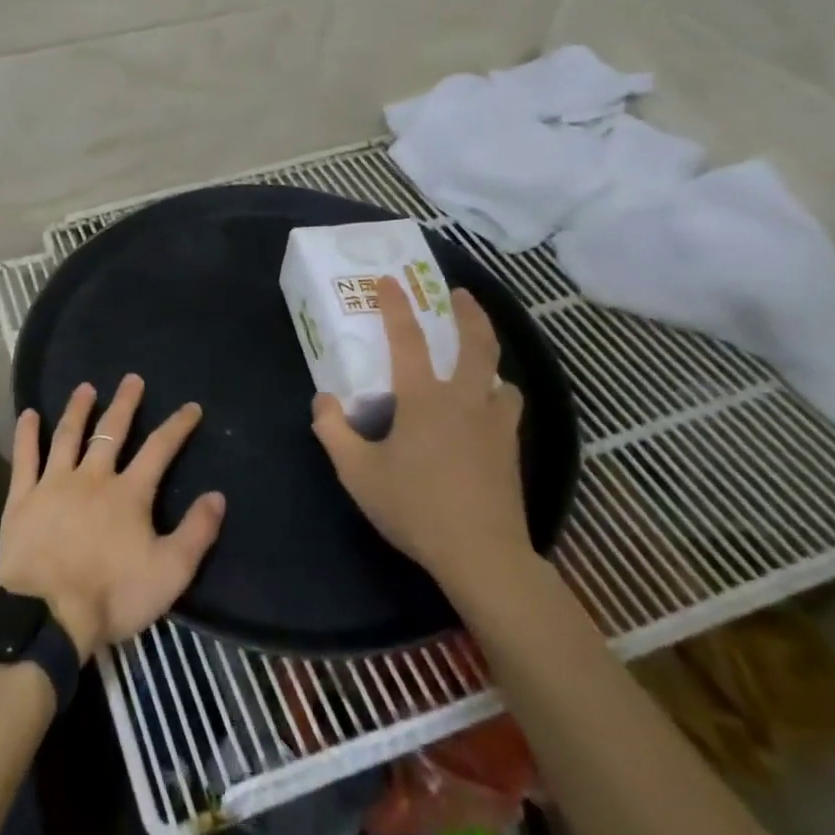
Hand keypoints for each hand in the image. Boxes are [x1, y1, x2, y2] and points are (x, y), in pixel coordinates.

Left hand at [0, 374, 226, 660]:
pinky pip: (25, 458)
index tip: (190, 407)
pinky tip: (28, 414)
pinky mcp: (22, 498)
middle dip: (125, 404)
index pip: (159, 449)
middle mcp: (92, 477)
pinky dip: (26, 434)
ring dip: (78, 409)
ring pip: (67, 436)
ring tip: (85, 388)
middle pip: (111, 432)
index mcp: (129, 493)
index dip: (177, 426)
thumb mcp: (170, 572)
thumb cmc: (113, 594)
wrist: (48, 615)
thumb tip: (217, 496)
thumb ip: (196, 533)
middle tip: (131, 379)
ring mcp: (54, 483)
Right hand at [310, 278, 530, 590]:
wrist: (481, 554)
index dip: (396, 306)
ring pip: (501, 377)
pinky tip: (485, 412)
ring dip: (489, 359)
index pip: (408, 339)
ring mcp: (495, 425)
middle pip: (477, 343)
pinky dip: (497, 396)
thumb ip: (332, 431)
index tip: (389, 280)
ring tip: (477, 361)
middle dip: (469, 313)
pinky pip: (506, 408)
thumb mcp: (356, 471)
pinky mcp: (510, 450)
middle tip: (460, 294)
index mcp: (424, 398)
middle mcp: (465, 400)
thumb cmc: (414, 506)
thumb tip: (323, 400)